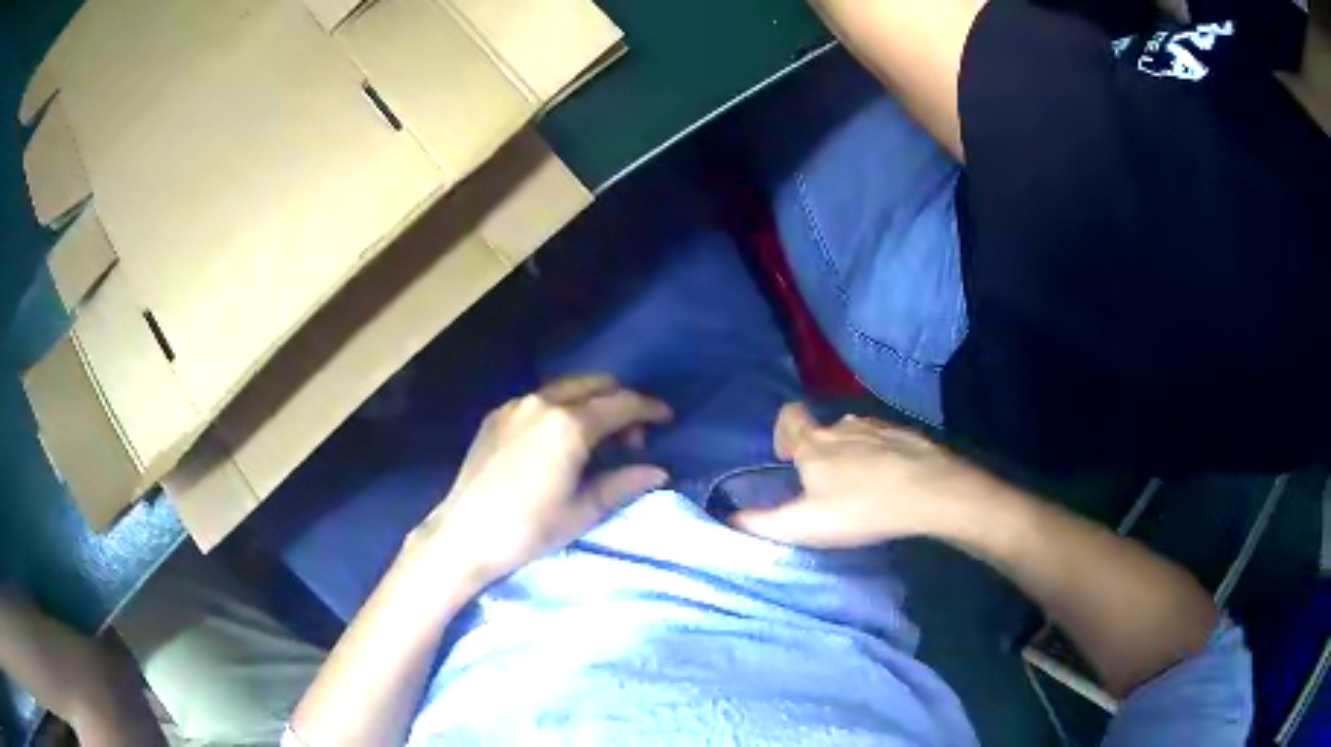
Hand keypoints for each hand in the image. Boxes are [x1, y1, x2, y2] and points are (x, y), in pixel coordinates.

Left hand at [411, 375, 672, 583]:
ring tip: (597, 440)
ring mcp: (515, 405)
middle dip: (620, 402)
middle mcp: (542, 402)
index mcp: (569, 425)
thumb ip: (623, 483)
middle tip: (631, 438)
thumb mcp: (582, 511)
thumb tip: (658, 471)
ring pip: (566, 388)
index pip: (621, 404)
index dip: (650, 409)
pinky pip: (539, 399)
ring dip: (591, 402)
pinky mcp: (496, 415)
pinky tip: (559, 440)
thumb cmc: (528, 529)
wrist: (464, 535)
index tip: (668, 418)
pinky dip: (562, 407)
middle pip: (595, 385)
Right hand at [731, 403, 991, 547]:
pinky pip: (887, 441)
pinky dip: (883, 456)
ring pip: (857, 435)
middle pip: (824, 430)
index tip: (788, 457)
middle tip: (827, 486)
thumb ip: (761, 522)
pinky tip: (891, 481)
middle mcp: (844, 427)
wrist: (930, 493)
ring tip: (860, 486)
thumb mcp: (804, 525)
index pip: (790, 416)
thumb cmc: (861, 508)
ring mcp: (880, 428)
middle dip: (820, 452)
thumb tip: (727, 517)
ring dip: (853, 453)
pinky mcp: (909, 436)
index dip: (784, 431)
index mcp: (815, 444)